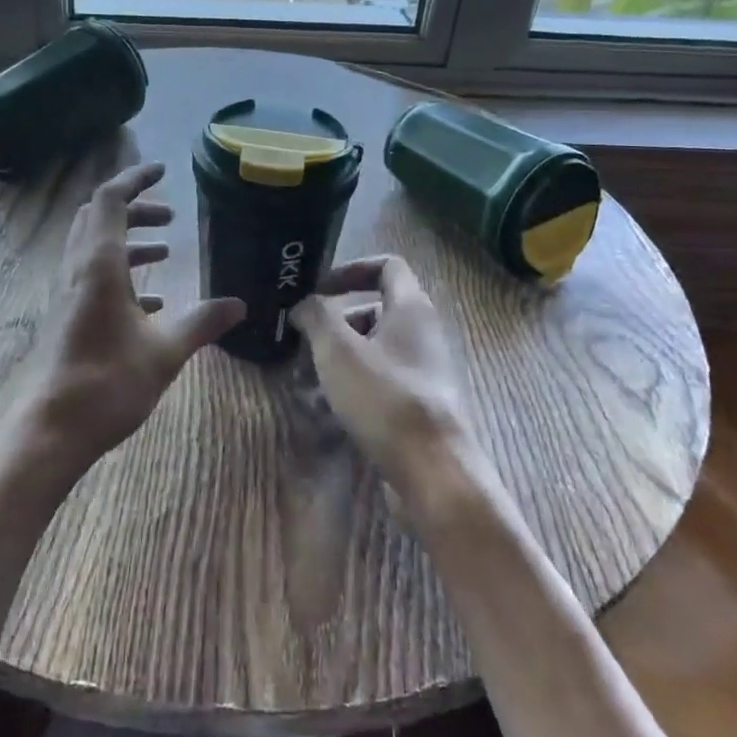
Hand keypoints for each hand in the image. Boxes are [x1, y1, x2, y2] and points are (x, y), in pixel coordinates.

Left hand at [15, 161, 244, 480]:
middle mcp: (77, 270)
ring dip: (127, 239)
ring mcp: (67, 294)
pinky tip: (150, 302)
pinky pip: (92, 278)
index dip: (135, 179)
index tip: (163, 171)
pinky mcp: (67, 317)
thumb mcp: (165, 351)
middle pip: (97, 218)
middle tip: (169, 215)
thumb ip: (202, 322)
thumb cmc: (107, 383)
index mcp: (98, 264)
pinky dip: (120, 273)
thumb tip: (239, 305)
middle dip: (133, 208)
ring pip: (93, 248)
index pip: (109, 200)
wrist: (51, 430)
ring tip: (165, 250)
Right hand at [290, 256, 482, 505]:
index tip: (319, 289)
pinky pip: (384, 379)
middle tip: (306, 340)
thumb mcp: (338, 350)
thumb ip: (316, 316)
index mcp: (411, 308)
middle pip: (377, 309)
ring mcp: (426, 370)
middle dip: (338, 321)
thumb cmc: (384, 398)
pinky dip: (356, 383)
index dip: (351, 269)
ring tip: (309, 378)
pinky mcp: (422, 403)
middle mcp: (424, 332)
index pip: (387, 266)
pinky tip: (331, 407)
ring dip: (342, 355)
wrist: (433, 470)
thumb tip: (303, 304)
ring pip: (377, 348)